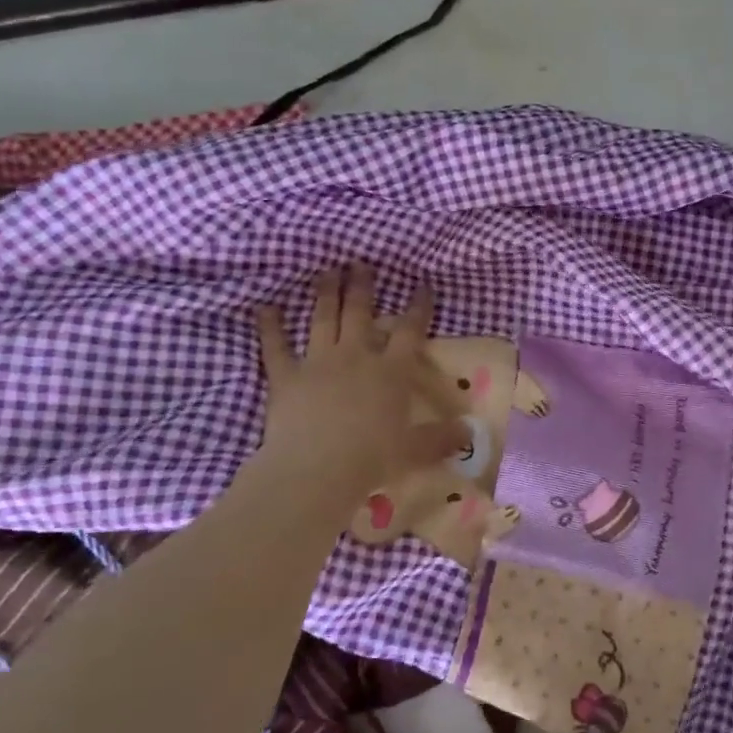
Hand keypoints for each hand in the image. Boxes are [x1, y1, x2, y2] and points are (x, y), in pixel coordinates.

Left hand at [251, 267, 467, 501]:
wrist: (317, 469)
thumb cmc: (373, 458)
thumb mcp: (416, 450)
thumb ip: (442, 438)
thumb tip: (468, 433)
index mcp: (391, 371)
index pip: (409, 331)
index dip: (418, 307)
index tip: (423, 286)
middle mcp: (356, 356)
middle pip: (360, 313)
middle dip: (361, 286)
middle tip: (360, 263)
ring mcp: (318, 362)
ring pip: (322, 319)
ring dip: (324, 293)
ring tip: (326, 272)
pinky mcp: (285, 377)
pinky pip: (275, 346)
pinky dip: (269, 326)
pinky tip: (264, 307)